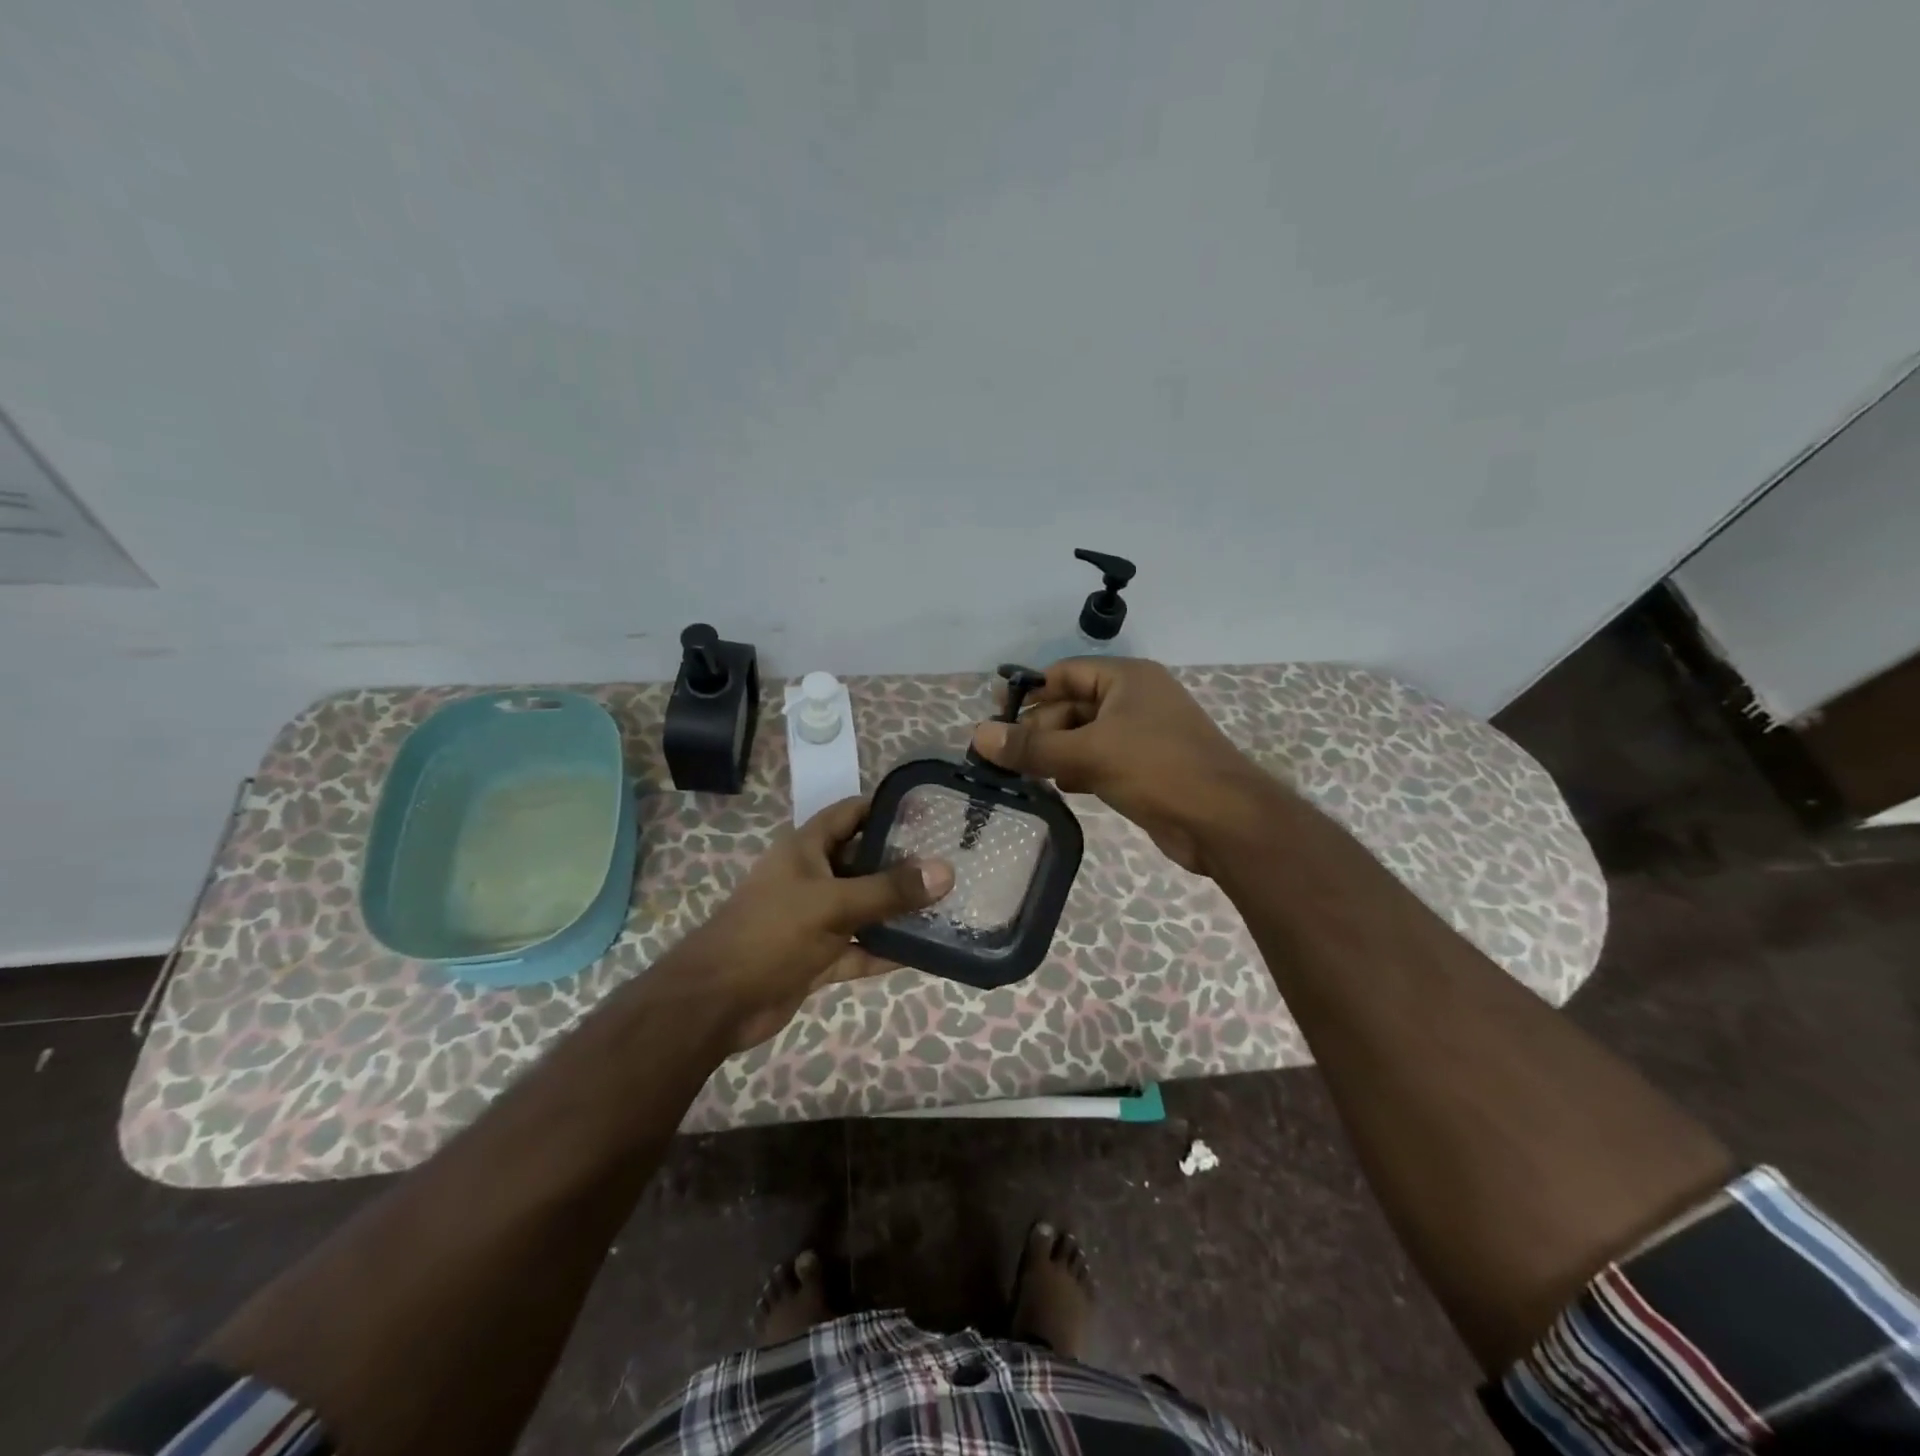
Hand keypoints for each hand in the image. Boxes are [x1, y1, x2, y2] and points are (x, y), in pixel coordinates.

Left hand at [674, 797, 953, 1051]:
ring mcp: (815, 919)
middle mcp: (812, 877)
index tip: (931, 812)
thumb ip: (889, 890)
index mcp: (807, 849)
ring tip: (948, 905)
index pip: (851, 814)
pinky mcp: (819, 956)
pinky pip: (860, 947)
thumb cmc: (771, 934)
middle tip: (952, 862)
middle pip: (864, 861)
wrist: (717, 1003)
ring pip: (865, 907)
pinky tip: (926, 952)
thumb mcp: (833, 904)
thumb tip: (946, 871)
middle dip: (903, 863)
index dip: (887, 807)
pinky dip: (886, 950)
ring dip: (898, 910)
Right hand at [970, 657, 1263, 874]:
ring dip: (1053, 754)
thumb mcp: (1088, 753)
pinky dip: (1075, 771)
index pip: (1065, 674)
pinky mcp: (1144, 770)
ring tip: (1018, 774)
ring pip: (1083, 738)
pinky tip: (1054, 788)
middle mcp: (1134, 701)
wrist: (1224, 822)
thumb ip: (1032, 747)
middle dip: (1038, 730)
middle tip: (1001, 756)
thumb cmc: (1157, 769)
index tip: (993, 713)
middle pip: (1072, 707)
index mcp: (1126, 679)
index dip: (1029, 692)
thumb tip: (978, 735)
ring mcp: (1141, 736)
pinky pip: (1098, 761)